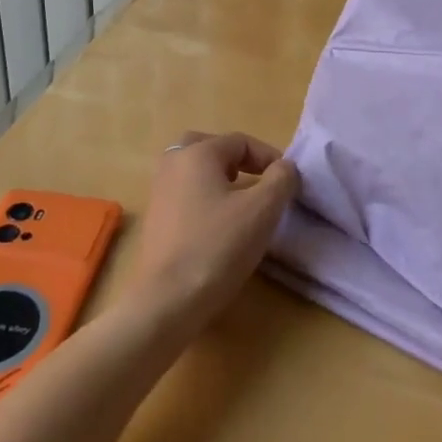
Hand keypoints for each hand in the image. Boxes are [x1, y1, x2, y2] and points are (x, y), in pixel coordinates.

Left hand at [123, 132, 299, 331]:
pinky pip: (184, 194)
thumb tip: (284, 168)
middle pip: (208, 147)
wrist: (168, 300)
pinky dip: (204, 198)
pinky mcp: (154, 221)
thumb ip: (281, 179)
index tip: (287, 183)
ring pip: (193, 171)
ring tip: (241, 203)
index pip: (240, 141)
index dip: (269, 157)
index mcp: (197, 153)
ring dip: (219, 178)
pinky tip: (219, 225)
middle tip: (256, 180)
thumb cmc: (218, 246)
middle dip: (236, 159)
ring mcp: (158, 193)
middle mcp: (172, 164)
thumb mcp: (263, 210)